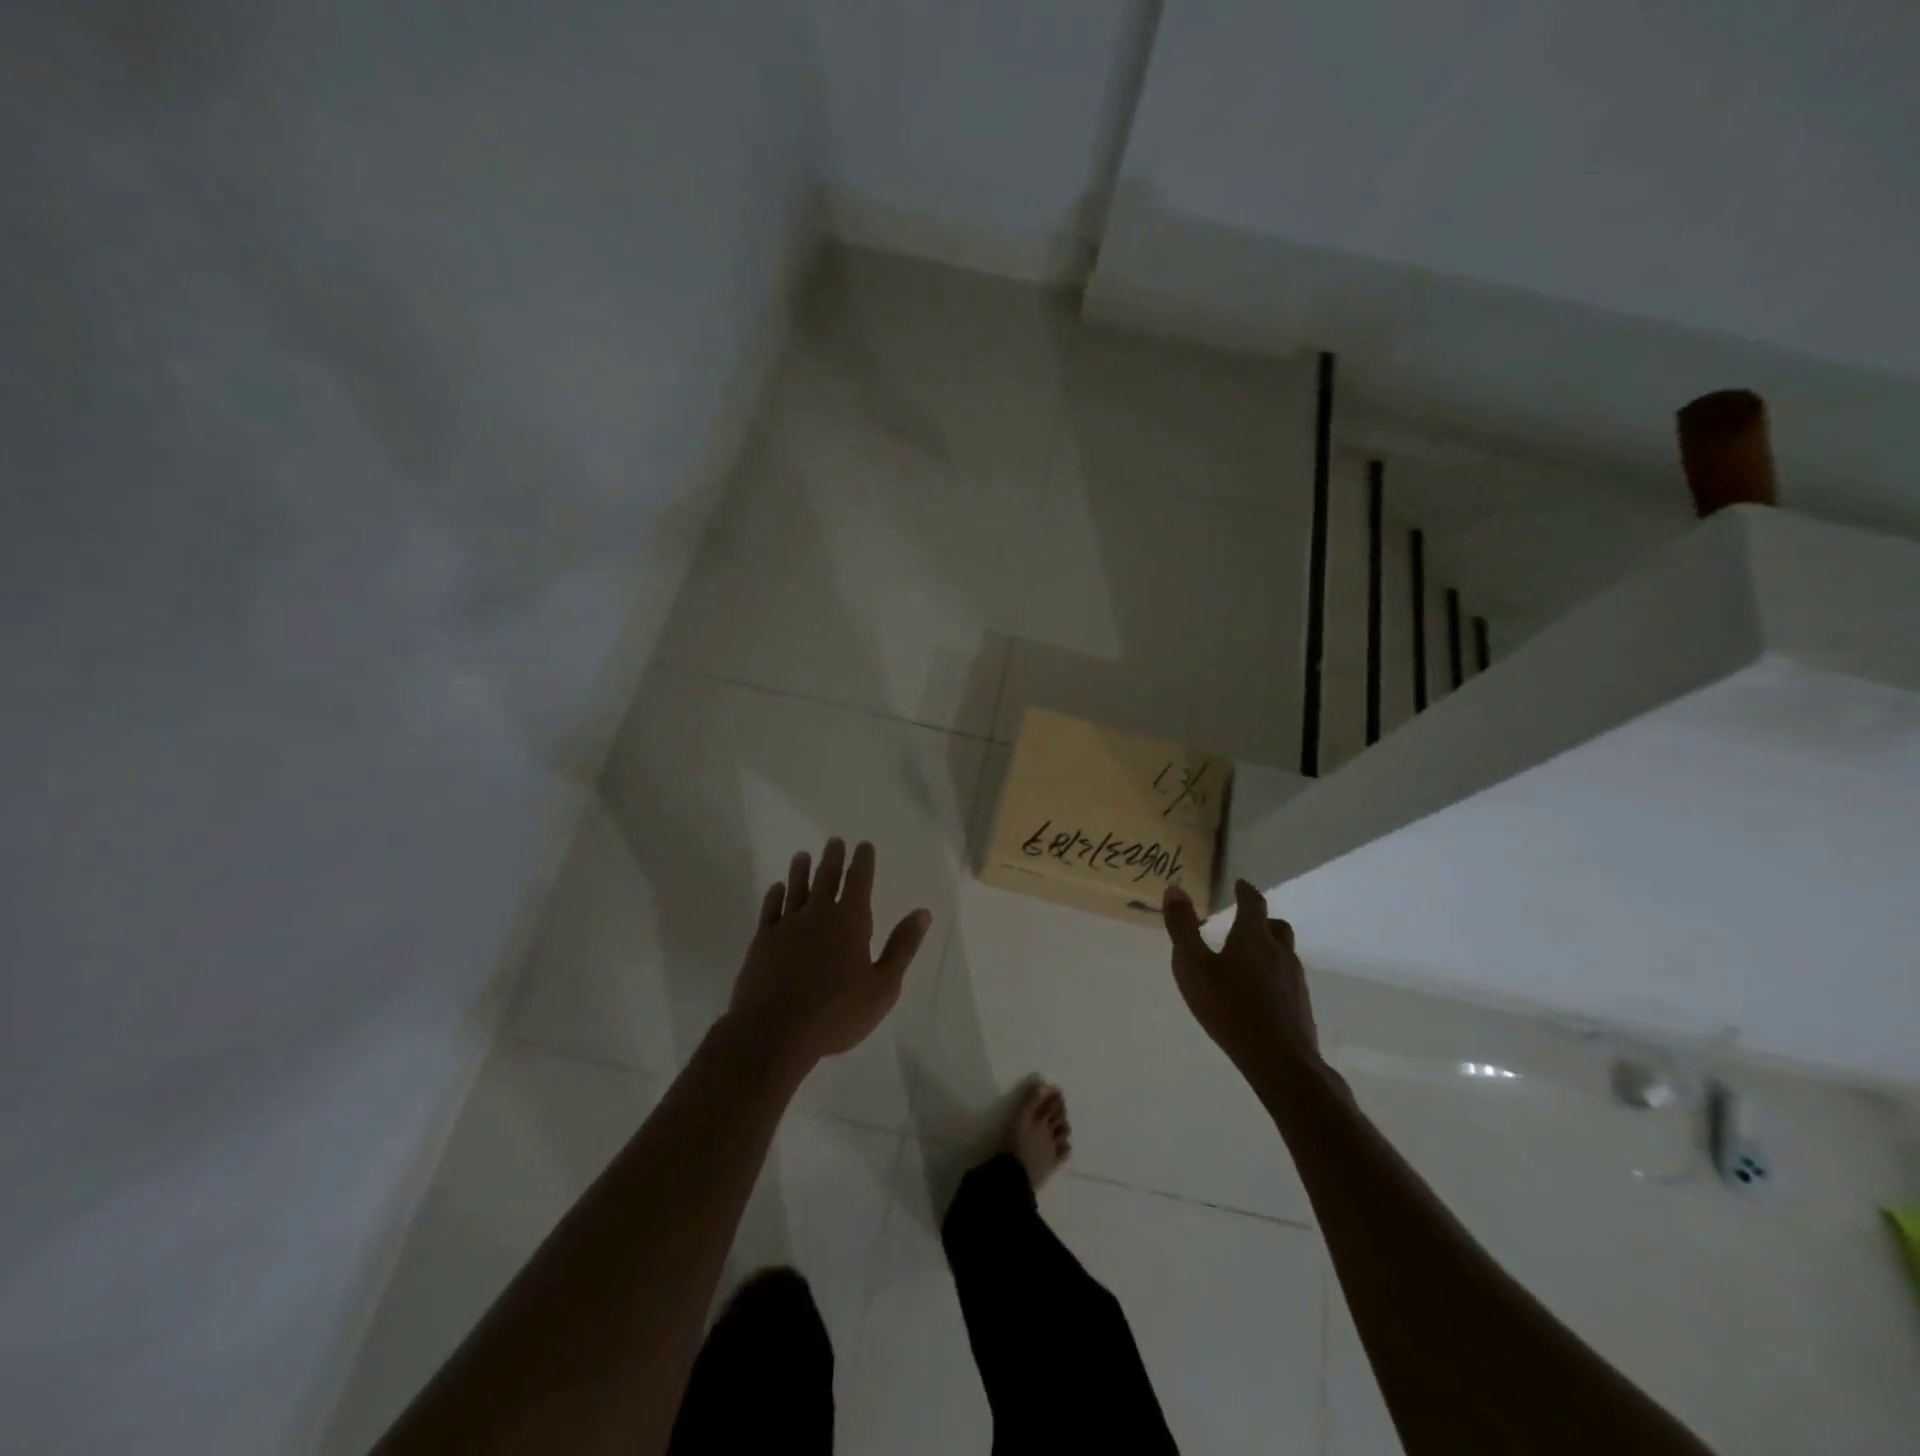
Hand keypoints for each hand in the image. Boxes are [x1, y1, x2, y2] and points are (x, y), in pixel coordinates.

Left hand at [727, 838, 932, 1068]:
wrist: (774, 1031)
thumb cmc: (836, 1013)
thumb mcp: (883, 986)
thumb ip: (902, 947)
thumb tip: (922, 913)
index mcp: (851, 921)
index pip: (859, 881)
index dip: (863, 861)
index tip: (863, 845)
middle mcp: (818, 914)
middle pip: (826, 878)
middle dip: (833, 858)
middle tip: (834, 841)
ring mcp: (787, 926)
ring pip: (796, 888)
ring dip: (801, 870)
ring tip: (803, 855)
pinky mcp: (762, 941)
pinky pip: (770, 909)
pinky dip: (775, 895)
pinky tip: (777, 888)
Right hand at [1162, 879, 1319, 1075]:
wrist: (1279, 1060)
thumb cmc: (1228, 1007)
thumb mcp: (1192, 965)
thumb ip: (1182, 928)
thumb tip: (1175, 889)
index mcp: (1253, 937)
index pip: (1253, 902)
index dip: (1245, 891)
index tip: (1239, 884)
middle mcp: (1279, 952)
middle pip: (1276, 926)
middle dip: (1261, 919)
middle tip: (1244, 921)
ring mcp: (1294, 979)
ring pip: (1284, 952)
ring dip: (1269, 947)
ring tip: (1248, 958)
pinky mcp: (1300, 1005)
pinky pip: (1287, 978)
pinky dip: (1273, 974)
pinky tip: (1258, 992)